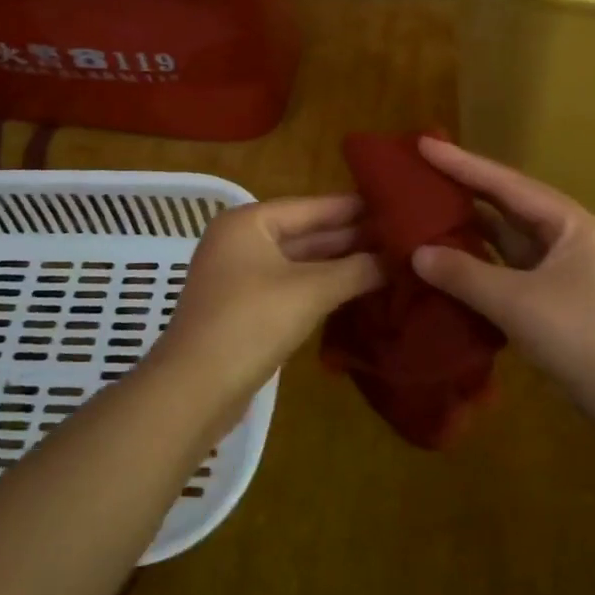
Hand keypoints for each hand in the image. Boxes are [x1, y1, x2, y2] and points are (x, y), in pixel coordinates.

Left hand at [148, 196, 381, 423]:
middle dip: (351, 238)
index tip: (395, 204)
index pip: (312, 206)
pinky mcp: (244, 309)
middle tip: (400, 237)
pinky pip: (290, 286)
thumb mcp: (310, 291)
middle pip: (306, 233)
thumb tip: (398, 259)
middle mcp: (241, 241)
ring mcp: (240, 276)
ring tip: (388, 261)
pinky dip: (321, 287)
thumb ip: (356, 271)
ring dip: (339, 265)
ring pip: (299, 262)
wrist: (194, 390)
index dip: (354, 208)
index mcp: (249, 222)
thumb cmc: (250, 323)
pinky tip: (355, 290)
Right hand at [410, 139, 594, 428]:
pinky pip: (508, 266)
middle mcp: (566, 235)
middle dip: (464, 188)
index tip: (422, 143)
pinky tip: (449, 258)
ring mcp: (562, 267)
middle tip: (419, 171)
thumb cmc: (582, 339)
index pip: (505, 183)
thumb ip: (464, 274)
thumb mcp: (517, 303)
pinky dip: (479, 260)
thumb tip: (417, 254)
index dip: (461, 163)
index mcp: (568, 222)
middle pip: (506, 203)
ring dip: (470, 226)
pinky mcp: (554, 296)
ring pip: (507, 236)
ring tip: (425, 208)